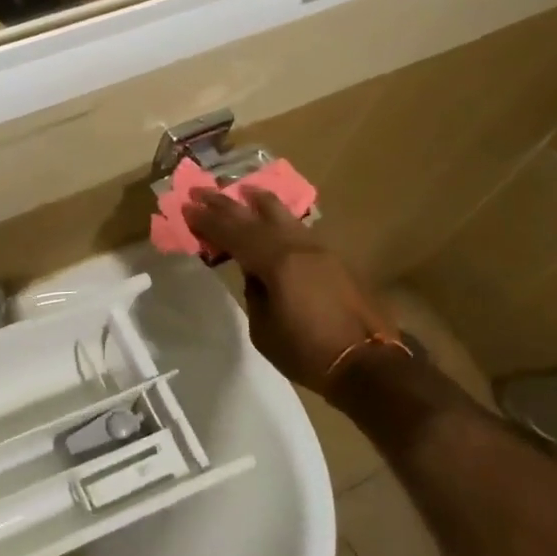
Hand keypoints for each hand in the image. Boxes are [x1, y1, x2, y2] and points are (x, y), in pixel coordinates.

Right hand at [185, 187, 397, 391]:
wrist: (369, 365)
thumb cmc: (307, 352)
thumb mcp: (264, 329)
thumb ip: (254, 292)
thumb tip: (254, 273)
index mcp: (277, 262)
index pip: (234, 233)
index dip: (208, 221)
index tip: (187, 208)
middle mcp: (299, 247)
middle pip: (256, 217)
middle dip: (226, 203)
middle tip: (202, 190)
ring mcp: (321, 250)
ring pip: (284, 216)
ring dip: (259, 202)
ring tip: (243, 190)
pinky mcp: (336, 260)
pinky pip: (300, 230)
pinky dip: (280, 219)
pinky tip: (275, 218)